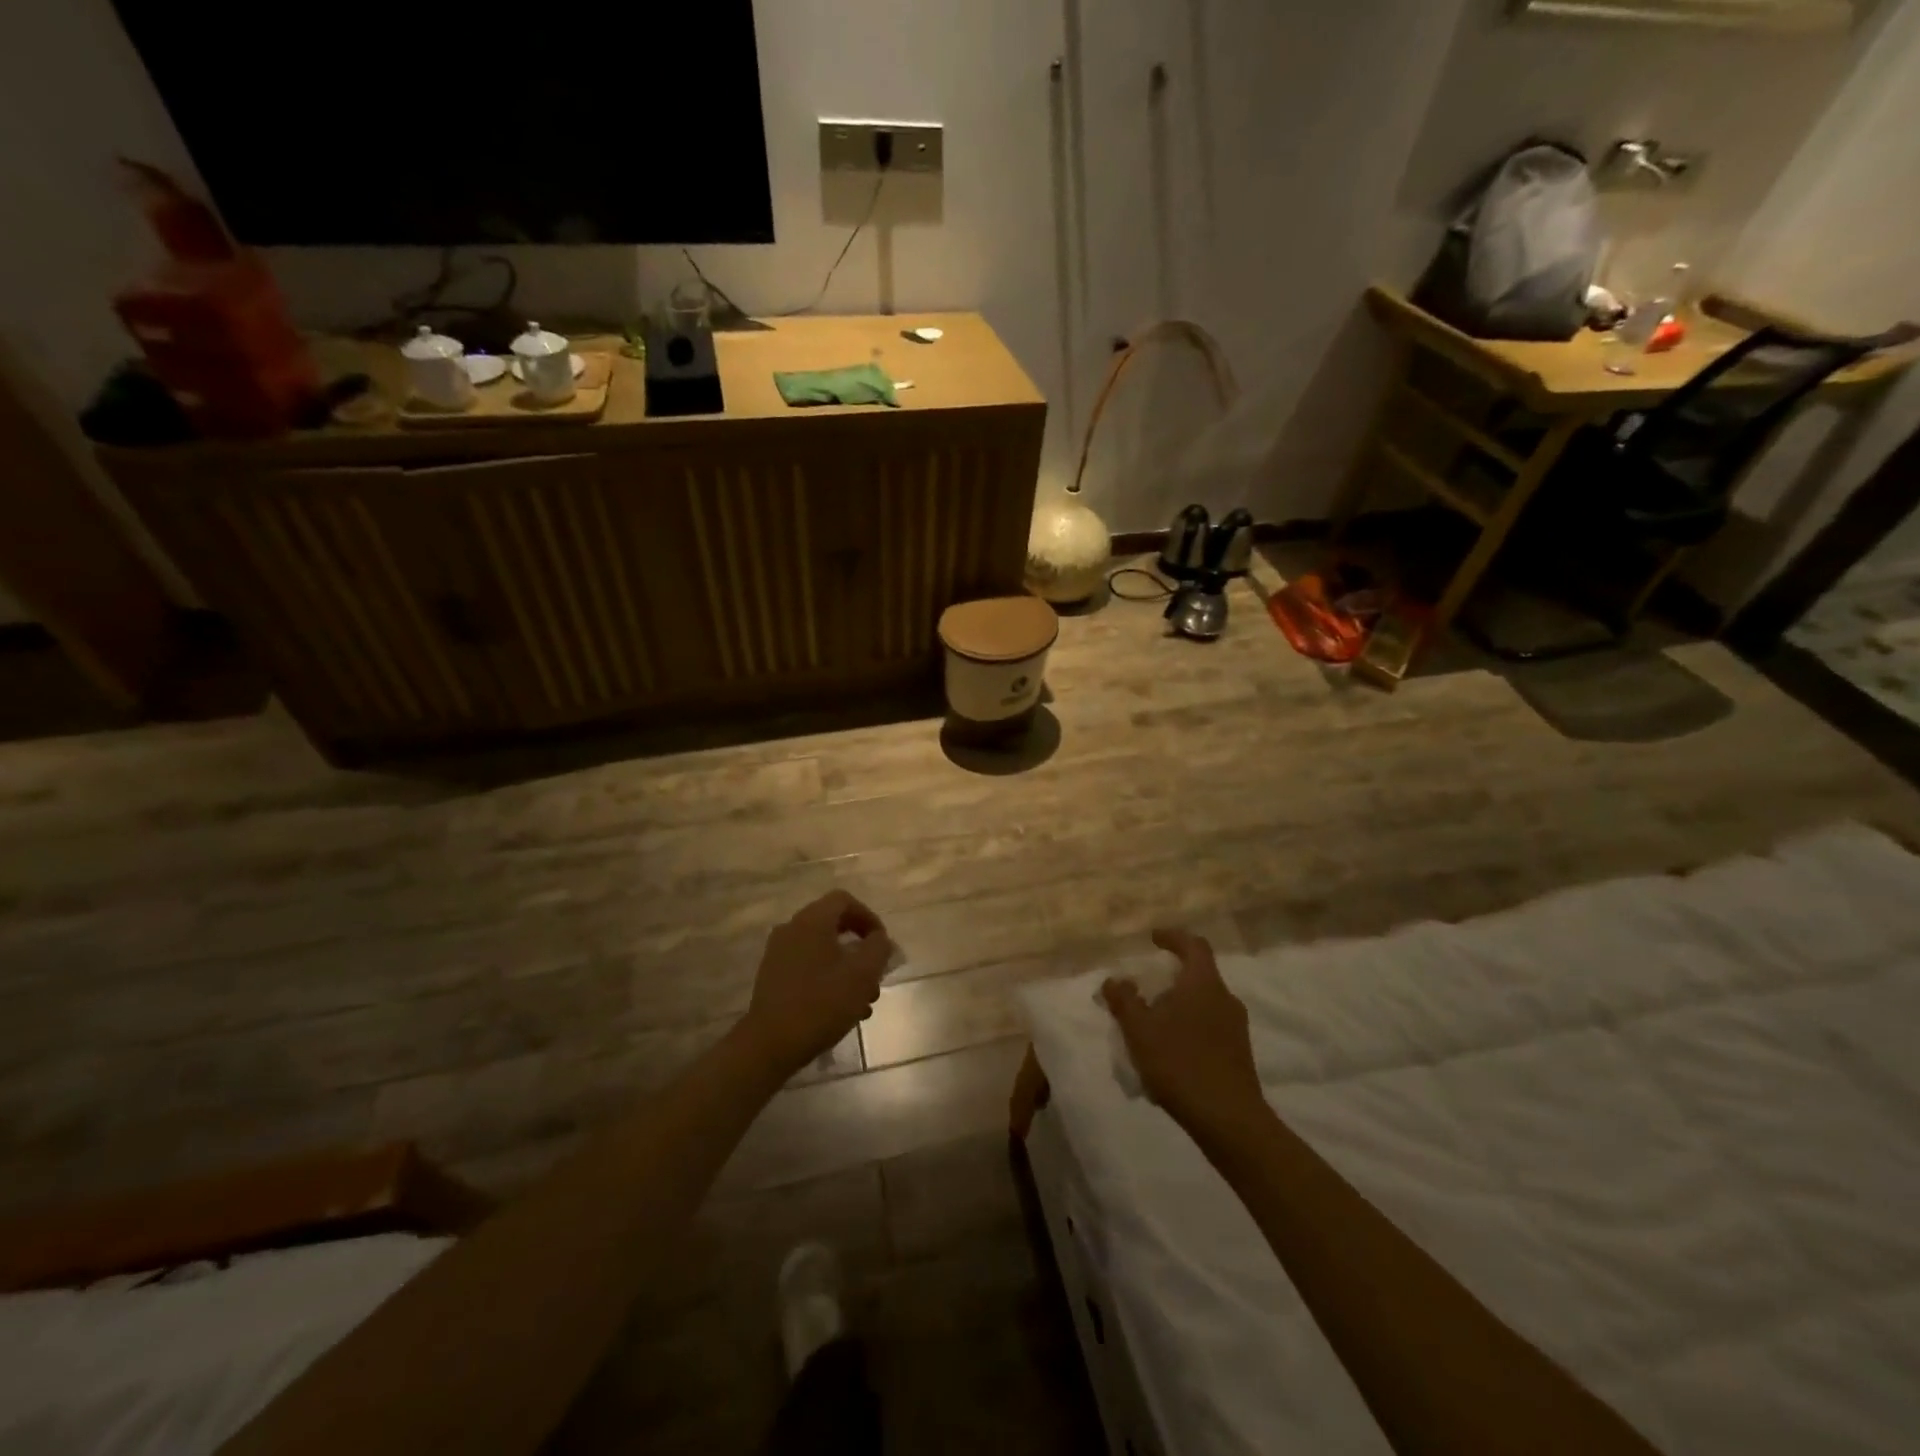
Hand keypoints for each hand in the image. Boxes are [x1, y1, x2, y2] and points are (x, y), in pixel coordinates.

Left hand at [738, 891, 892, 1080]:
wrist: (770, 1044)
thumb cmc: (822, 1002)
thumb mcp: (863, 973)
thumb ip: (879, 948)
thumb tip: (879, 939)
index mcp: (811, 921)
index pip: (844, 901)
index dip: (869, 918)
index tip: (882, 944)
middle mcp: (791, 930)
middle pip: (834, 927)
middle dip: (861, 950)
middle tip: (876, 976)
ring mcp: (779, 954)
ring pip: (823, 951)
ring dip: (848, 970)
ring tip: (864, 1001)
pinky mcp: (773, 978)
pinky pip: (808, 967)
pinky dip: (829, 980)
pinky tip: (842, 1010)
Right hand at [1102, 928, 1264, 1137]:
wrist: (1228, 1120)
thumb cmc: (1180, 1063)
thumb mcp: (1139, 1030)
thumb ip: (1124, 1001)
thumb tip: (1114, 980)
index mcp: (1203, 983)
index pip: (1194, 945)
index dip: (1173, 937)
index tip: (1154, 939)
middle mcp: (1225, 999)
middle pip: (1198, 975)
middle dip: (1171, 978)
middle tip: (1145, 989)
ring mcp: (1236, 1028)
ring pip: (1204, 1004)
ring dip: (1179, 1006)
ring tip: (1152, 1025)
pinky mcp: (1239, 1054)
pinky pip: (1210, 1028)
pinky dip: (1189, 1029)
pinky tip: (1170, 1053)